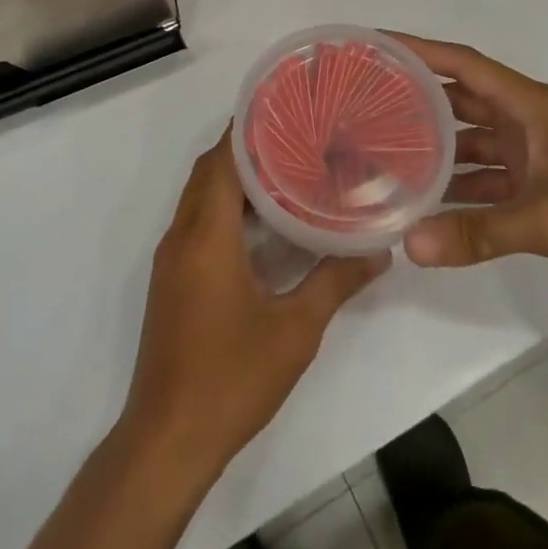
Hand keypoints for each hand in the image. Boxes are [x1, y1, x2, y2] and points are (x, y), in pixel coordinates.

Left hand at [121, 130, 389, 476]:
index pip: (223, 160)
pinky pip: (196, 221)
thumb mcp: (295, 330)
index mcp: (206, 234)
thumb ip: (335, 282)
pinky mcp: (171, 280)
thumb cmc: (231, 377)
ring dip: (234, 178)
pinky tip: (261, 224)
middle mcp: (182, 235)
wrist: (168, 440)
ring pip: (200, 196)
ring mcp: (172, 258)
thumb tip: (379, 251)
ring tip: (285, 169)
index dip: (249, 129)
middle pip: (209, 171)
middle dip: (245, 148)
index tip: (285, 108)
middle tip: (295, 134)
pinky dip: (224, 207)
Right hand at [391, 34, 547, 297]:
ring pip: (474, 143)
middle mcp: (527, 121)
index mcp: (529, 105)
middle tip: (367, 107)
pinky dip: (464, 190)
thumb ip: (478, 233)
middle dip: (418, 102)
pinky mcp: (545, 186)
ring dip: (438, 151)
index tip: (375, 46)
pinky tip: (430, 206)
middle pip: (461, 101)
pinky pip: (491, 179)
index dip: (418, 50)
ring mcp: (536, 154)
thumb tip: (410, 247)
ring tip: (386, 157)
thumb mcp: (545, 219)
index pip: (462, 64)